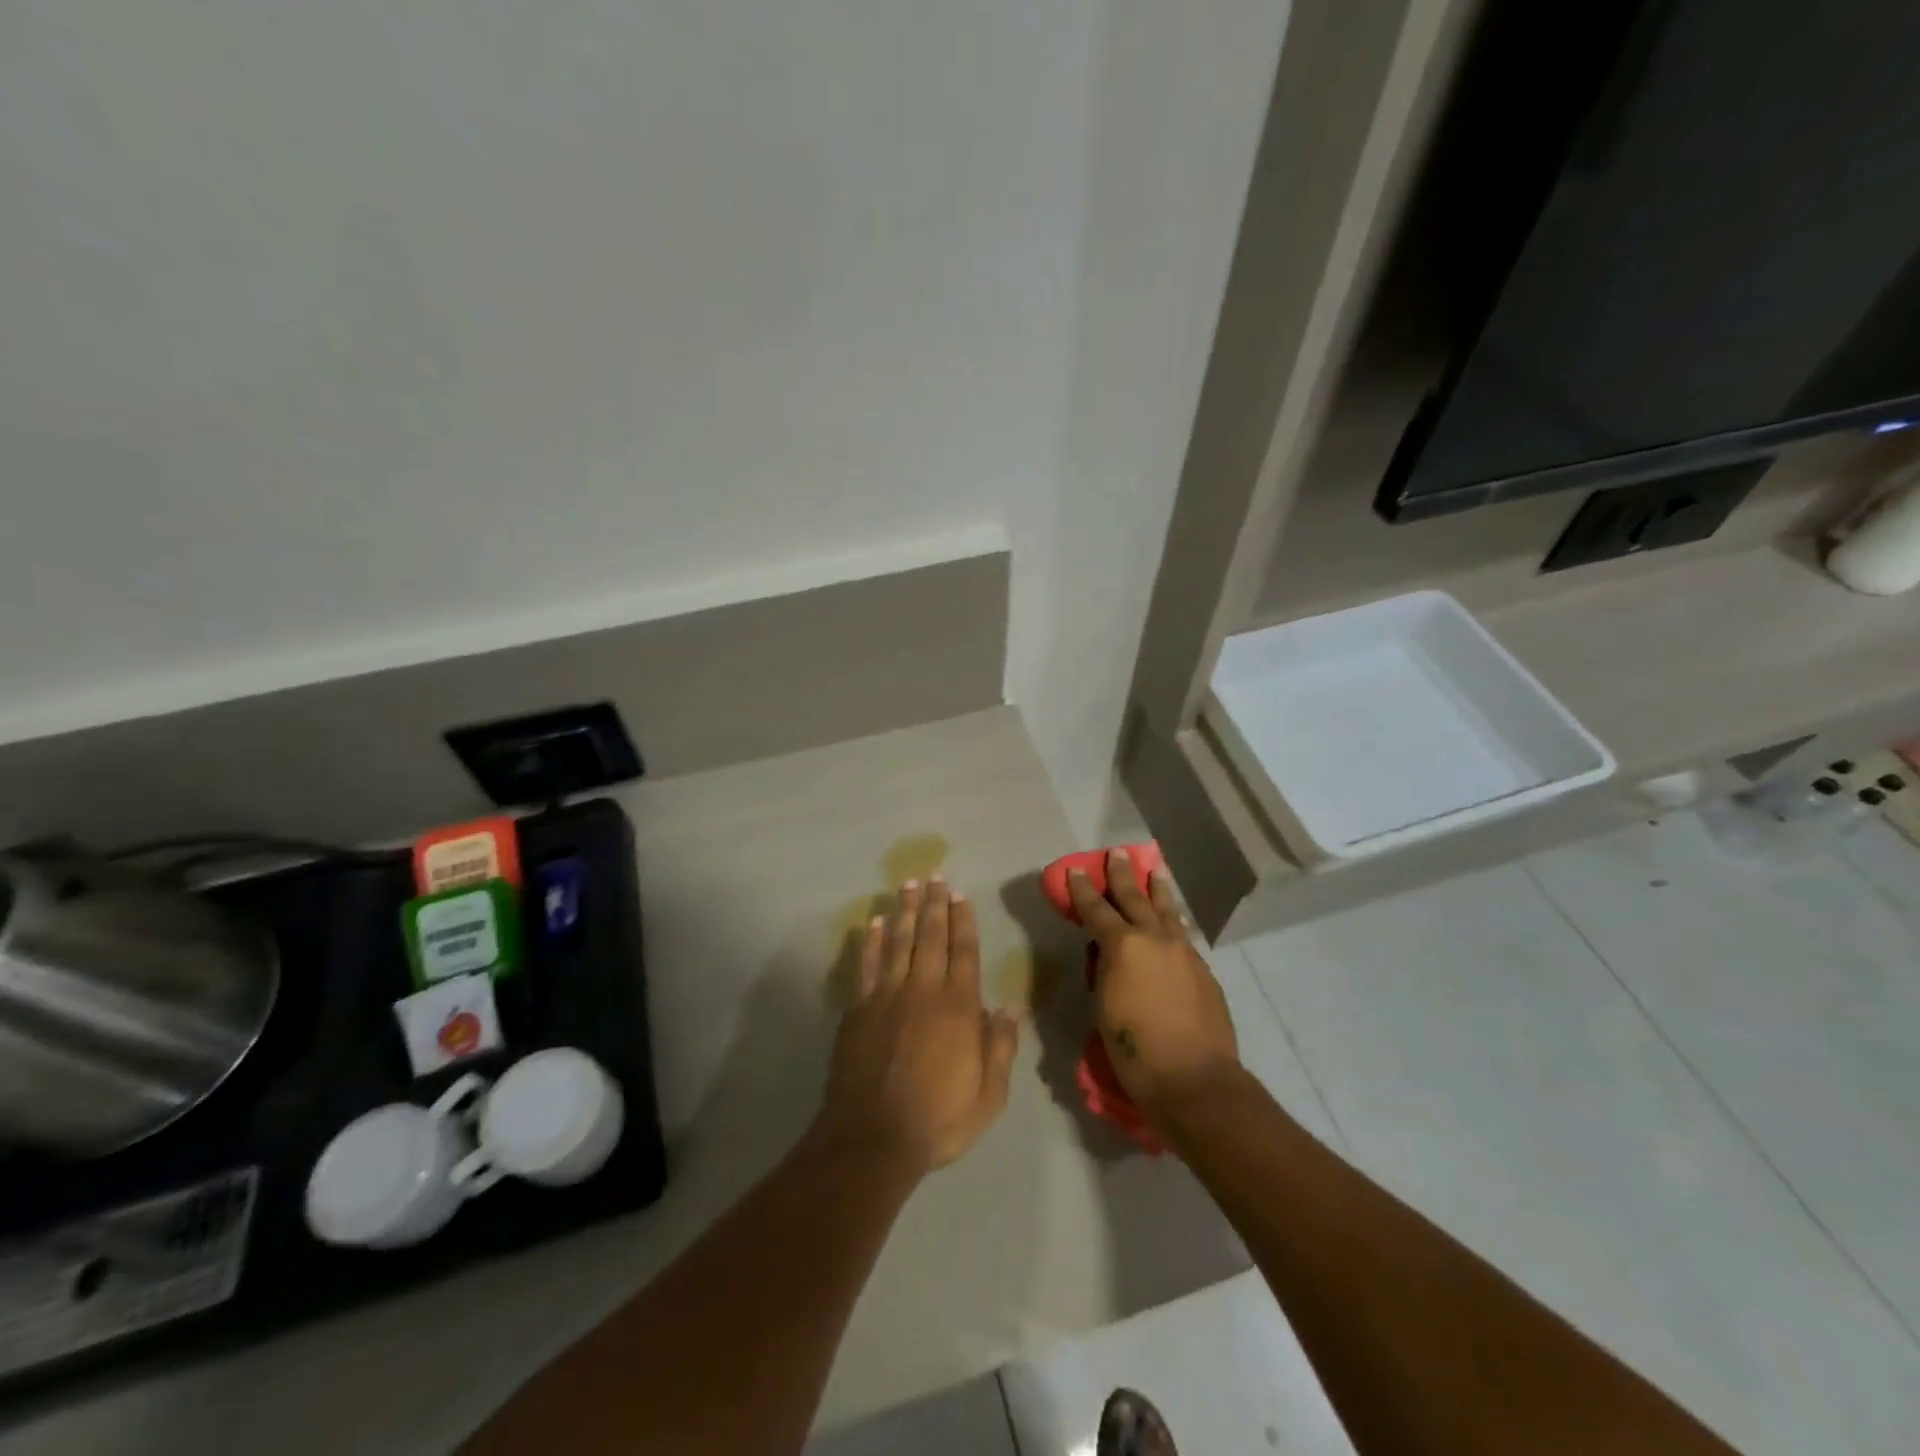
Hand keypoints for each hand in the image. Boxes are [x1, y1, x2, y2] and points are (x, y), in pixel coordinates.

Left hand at [820, 878, 1019, 1176]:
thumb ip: (1000, 1048)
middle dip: (933, 904)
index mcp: (958, 1006)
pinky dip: (870, 942)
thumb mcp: (988, 1096)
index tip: (961, 894)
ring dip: (903, 911)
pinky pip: (866, 965)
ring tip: (907, 885)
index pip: (963, 951)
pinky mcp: (858, 1010)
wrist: (872, 1139)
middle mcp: (922, 990)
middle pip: (929, 936)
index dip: (963, 920)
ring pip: (897, 942)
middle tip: (934, 876)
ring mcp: (886, 996)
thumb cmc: (937, 1120)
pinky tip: (872, 923)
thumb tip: (1007, 1009)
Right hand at [1068, 849, 1239, 1124]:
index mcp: (1123, 946)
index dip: (1083, 890)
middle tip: (1117, 854)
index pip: (1096, 909)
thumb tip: (1106, 953)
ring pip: (1167, 911)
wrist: (1193, 1077)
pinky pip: (1182, 934)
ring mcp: (1183, 951)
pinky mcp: (1202, 969)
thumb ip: (1104, 970)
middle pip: (1135, 898)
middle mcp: (1154, 939)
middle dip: (1123, 876)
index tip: (1076, 870)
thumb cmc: (1135, 1048)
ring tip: (1155, 871)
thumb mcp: (1103, 1006)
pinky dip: (1173, 921)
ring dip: (1157, 890)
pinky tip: (1173, 920)